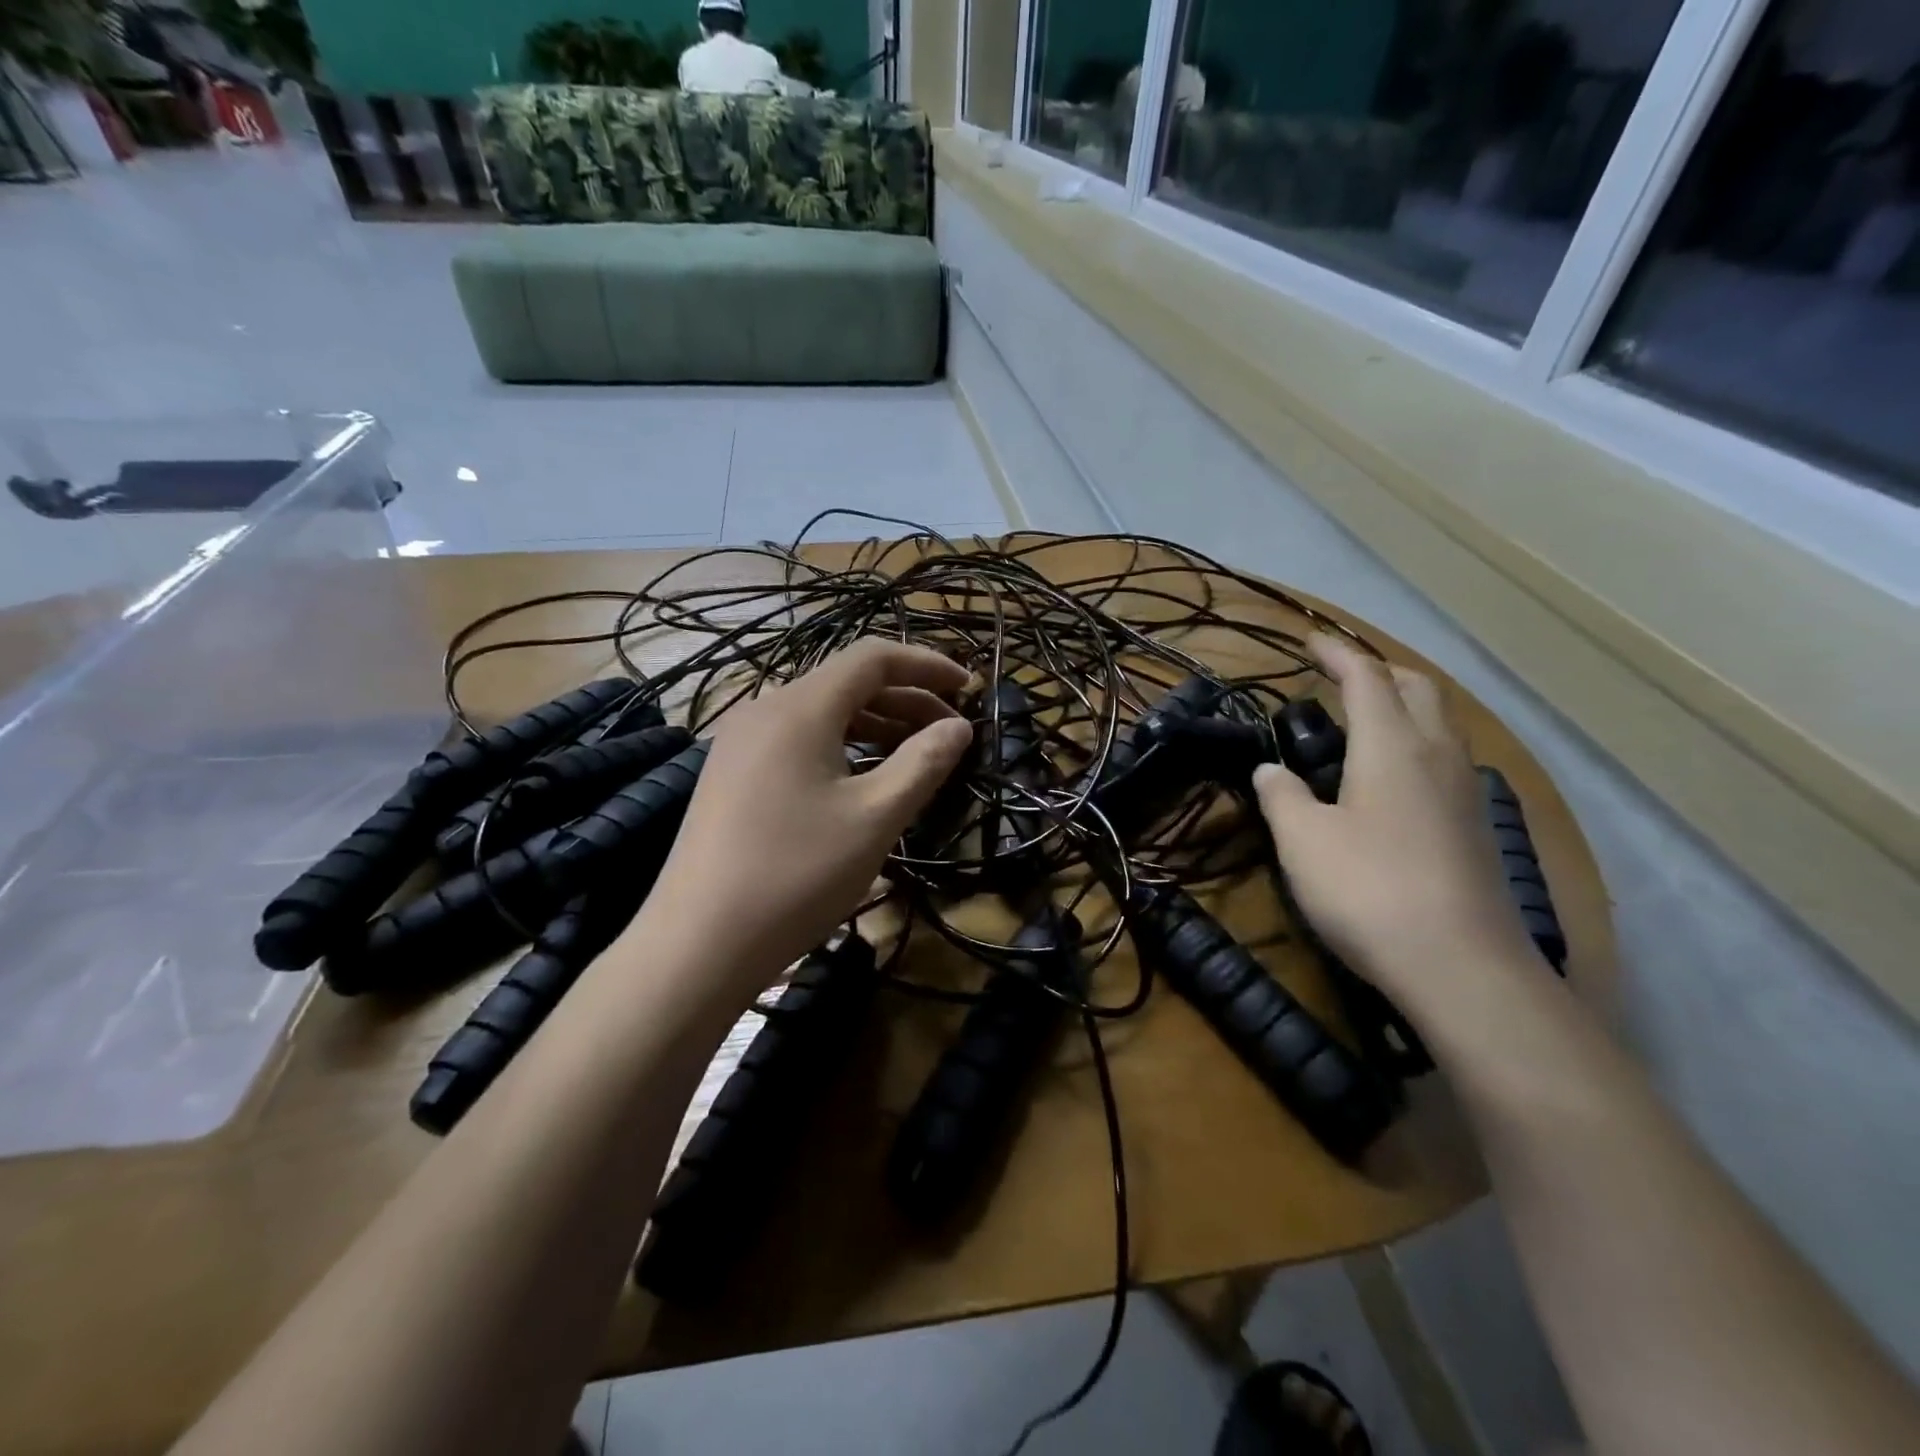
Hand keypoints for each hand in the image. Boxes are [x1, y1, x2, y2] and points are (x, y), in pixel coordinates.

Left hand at [636, 640, 972, 1000]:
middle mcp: (765, 710)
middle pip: (847, 683)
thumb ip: (924, 763)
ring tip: (915, 756)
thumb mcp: (875, 818)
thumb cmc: (797, 875)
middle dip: (906, 699)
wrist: (699, 944)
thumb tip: (959, 727)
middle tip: (951, 733)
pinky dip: (841, 746)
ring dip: (875, 725)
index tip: (969, 687)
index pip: (873, 658)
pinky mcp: (731, 773)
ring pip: (822, 714)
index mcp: (800, 708)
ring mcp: (741, 742)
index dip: (926, 664)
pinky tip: (862, 780)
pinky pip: (797, 740)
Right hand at [1252, 634, 1540, 1009]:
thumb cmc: (1369, 890)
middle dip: (1377, 670)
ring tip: (1363, 721)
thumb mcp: (1303, 840)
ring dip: (1402, 705)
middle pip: (1417, 688)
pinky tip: (1392, 778)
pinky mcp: (1475, 826)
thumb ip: (1281, 796)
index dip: (1336, 653)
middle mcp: (1437, 755)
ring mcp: (1465, 791)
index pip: (1366, 677)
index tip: (1309, 640)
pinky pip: (1445, 758)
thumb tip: (1271, 771)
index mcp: (1392, 746)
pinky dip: (1416, 743)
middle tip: (1338, 678)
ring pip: (1439, 722)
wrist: (1462, 967)